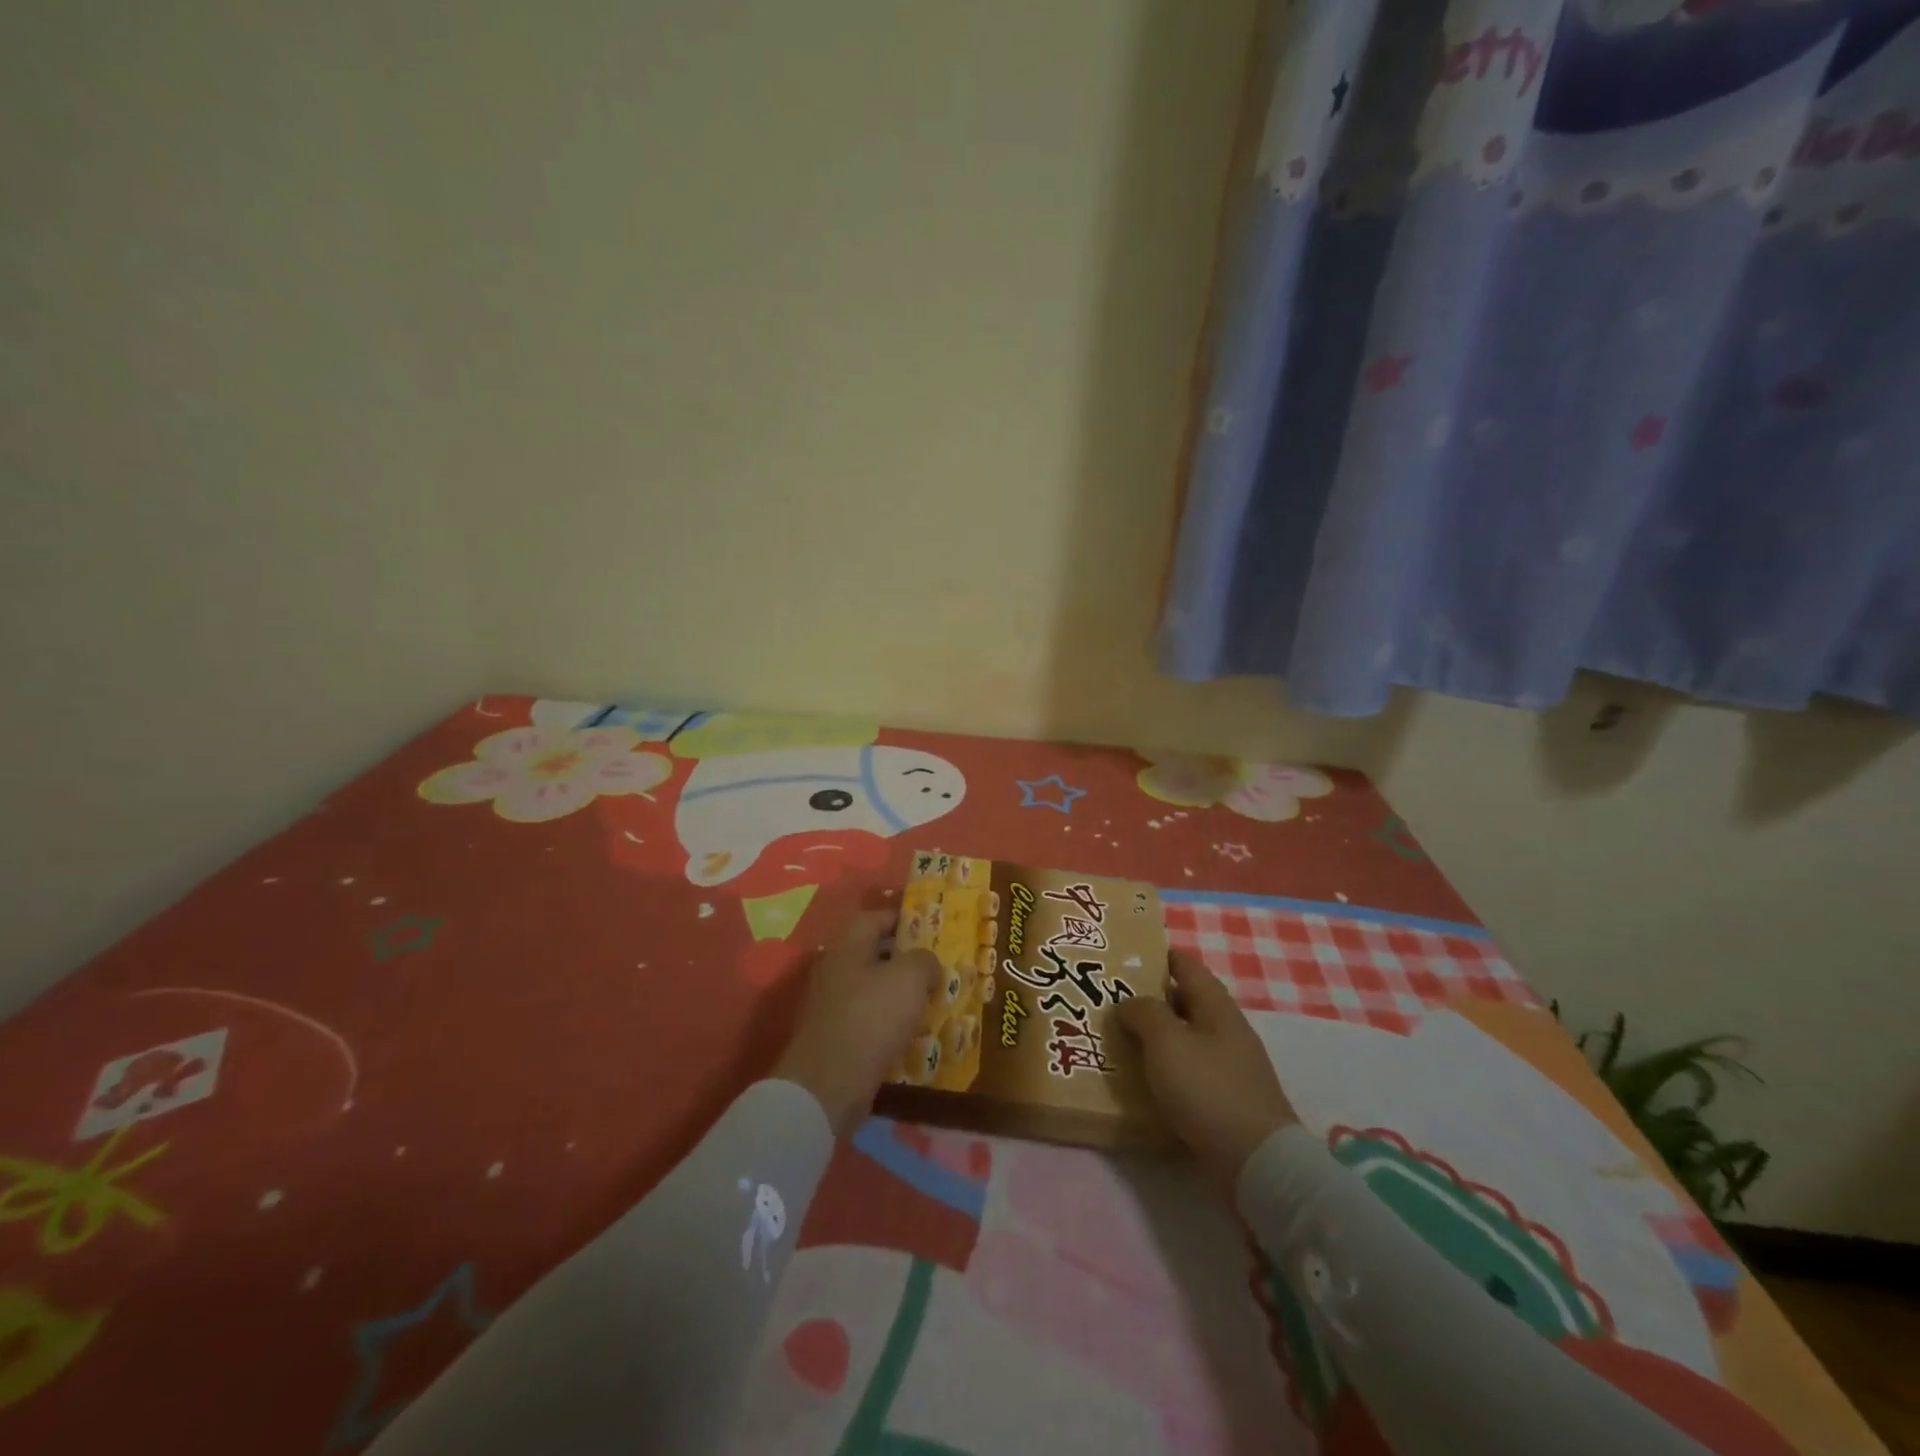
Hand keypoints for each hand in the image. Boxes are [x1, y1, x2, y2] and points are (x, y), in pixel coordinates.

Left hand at [772, 910, 939, 1136]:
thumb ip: (924, 960)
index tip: (927, 927)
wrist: (830, 1083)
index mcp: (848, 947)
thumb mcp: (910, 978)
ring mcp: (831, 1006)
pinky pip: (867, 1020)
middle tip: (934, 967)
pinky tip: (911, 1034)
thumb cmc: (872, 1017)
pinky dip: (889, 1023)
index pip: (873, 918)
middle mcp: (835, 970)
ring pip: (871, 989)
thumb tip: (927, 965)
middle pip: (872, 954)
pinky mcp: (834, 1038)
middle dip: (904, 959)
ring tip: (930, 1001)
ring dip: (898, 993)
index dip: (900, 918)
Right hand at [1117, 950, 1298, 1184]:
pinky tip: (1144, 1081)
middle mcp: (1227, 1030)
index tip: (1125, 957)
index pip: (1186, 965)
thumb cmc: (1208, 1090)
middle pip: (1185, 1002)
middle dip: (1150, 999)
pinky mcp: (1228, 1100)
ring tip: (1119, 1040)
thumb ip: (1143, 1013)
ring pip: (1186, 1039)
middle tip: (1110, 1001)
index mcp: (1216, 1007)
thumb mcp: (1166, 1042)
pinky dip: (1167, 1070)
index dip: (1157, 955)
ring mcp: (1231, 1067)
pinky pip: (1190, 1073)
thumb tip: (1128, 1003)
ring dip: (1156, 1037)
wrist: (1258, 1164)